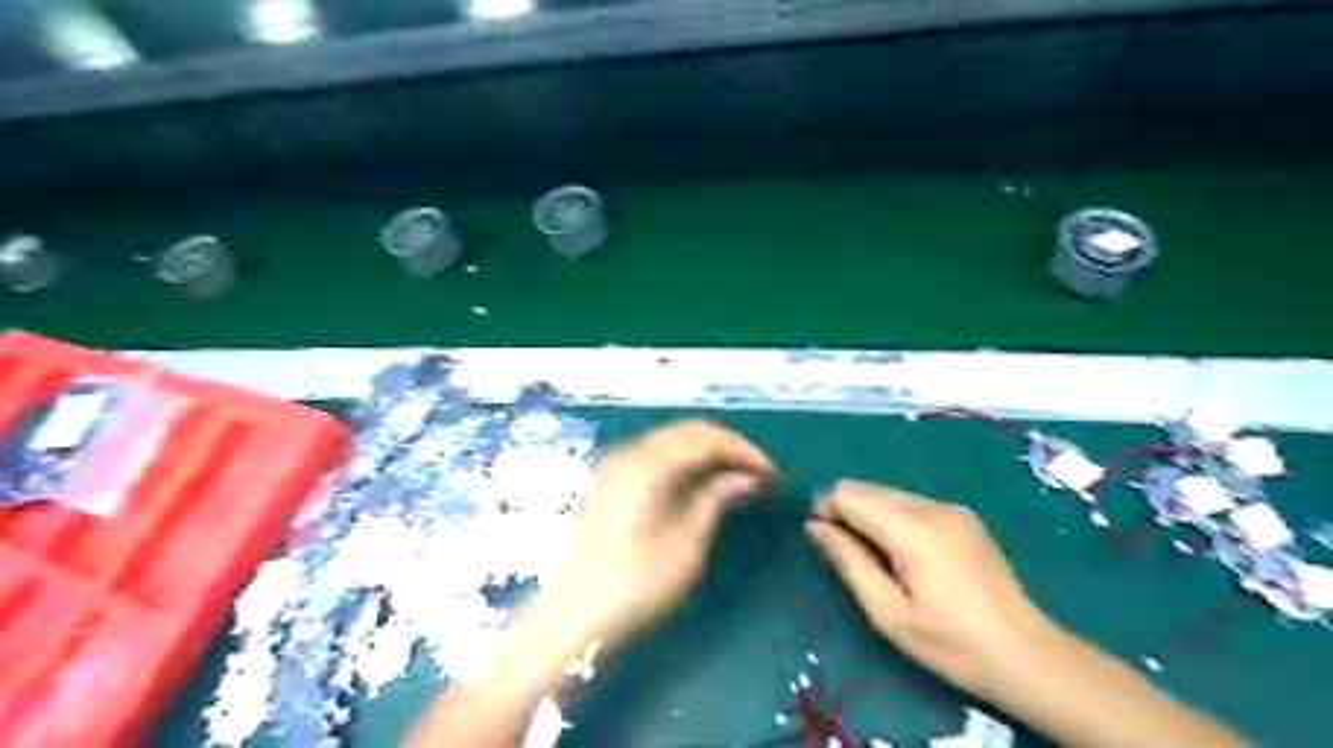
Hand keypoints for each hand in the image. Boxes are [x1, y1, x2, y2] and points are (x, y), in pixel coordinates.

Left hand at [537, 424, 770, 657]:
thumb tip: (746, 477)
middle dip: (728, 447)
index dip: (743, 451)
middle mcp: (628, 453)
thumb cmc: (634, 585)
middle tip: (758, 474)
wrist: (574, 615)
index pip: (705, 439)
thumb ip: (715, 499)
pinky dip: (687, 461)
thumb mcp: (685, 545)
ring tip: (737, 477)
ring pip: (672, 440)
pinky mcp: (612, 479)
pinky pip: (658, 455)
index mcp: (646, 466)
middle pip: (688, 432)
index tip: (771, 474)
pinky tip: (703, 482)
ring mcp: (616, 464)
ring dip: (708, 452)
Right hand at [807, 482, 1057, 698]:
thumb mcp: (889, 614)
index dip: (826, 509)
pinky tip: (900, 551)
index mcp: (914, 530)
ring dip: (869, 513)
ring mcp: (952, 508)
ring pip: (888, 493)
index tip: (820, 537)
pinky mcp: (963, 516)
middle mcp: (933, 507)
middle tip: (843, 551)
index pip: (850, 494)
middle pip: (867, 488)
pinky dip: (892, 517)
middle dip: (845, 510)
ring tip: (872, 555)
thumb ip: (849, 562)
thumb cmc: (951, 644)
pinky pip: (911, 503)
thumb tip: (815, 527)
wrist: (1027, 655)